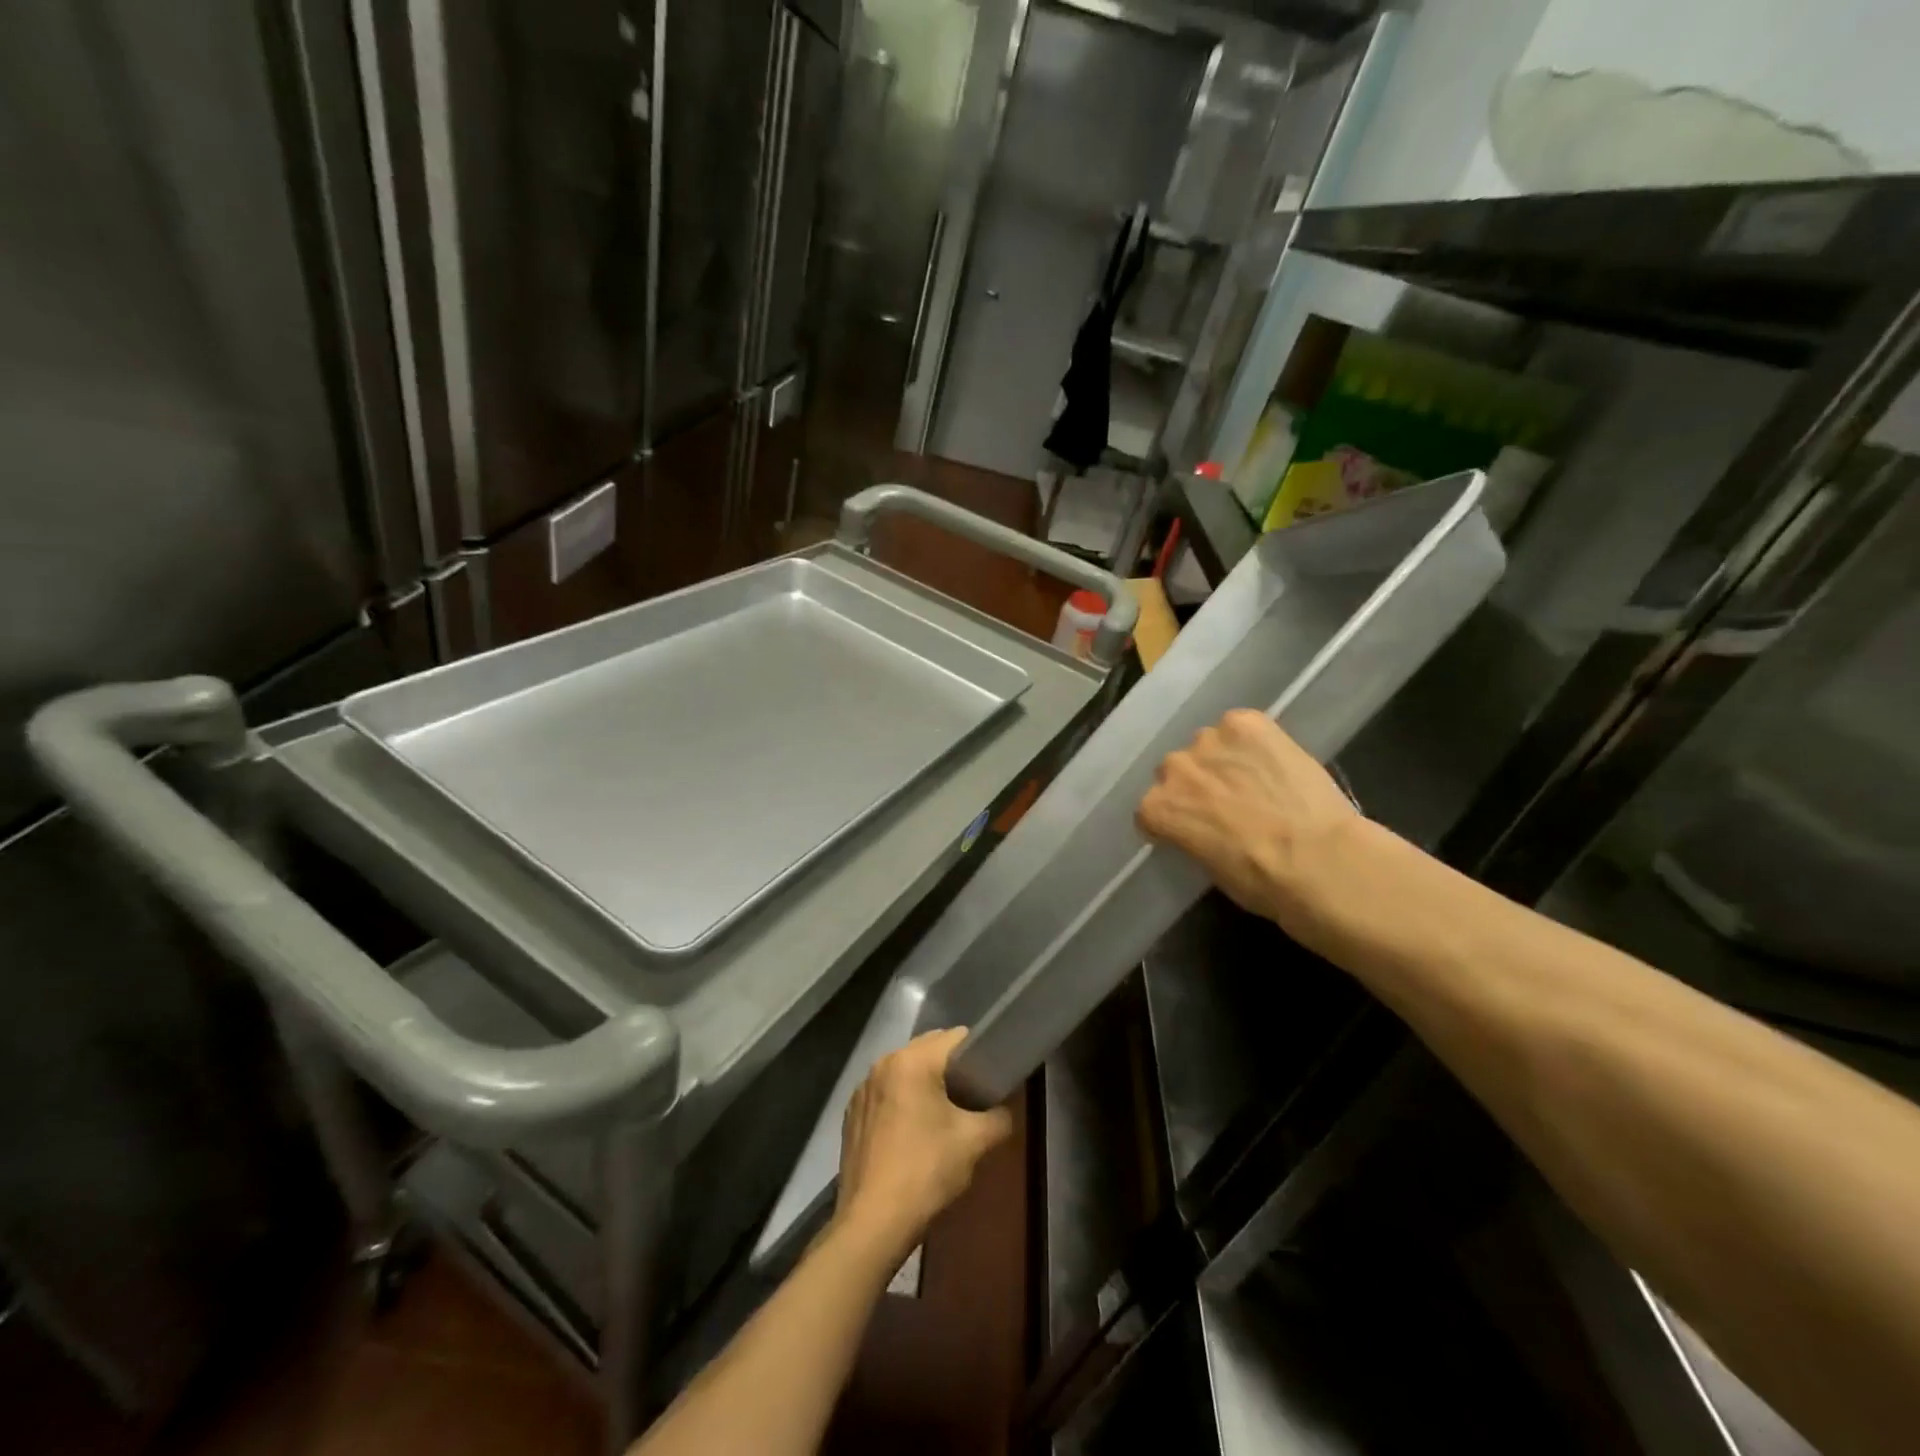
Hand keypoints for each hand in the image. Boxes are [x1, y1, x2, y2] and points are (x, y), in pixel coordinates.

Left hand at [835, 1028, 1013, 1260]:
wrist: (873, 1223)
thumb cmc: (926, 1172)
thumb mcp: (974, 1142)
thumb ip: (999, 1117)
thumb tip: (1006, 1110)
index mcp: (912, 1061)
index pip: (955, 1037)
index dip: (979, 1052)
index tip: (991, 1076)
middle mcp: (882, 1064)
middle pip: (928, 1050)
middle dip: (952, 1068)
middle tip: (972, 1098)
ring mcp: (863, 1089)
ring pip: (905, 1071)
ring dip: (925, 1084)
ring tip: (943, 1117)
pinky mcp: (852, 1114)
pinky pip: (886, 1093)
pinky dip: (902, 1102)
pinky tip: (912, 1134)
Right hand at [1136, 709, 1360, 932]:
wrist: (1319, 860)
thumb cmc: (1262, 882)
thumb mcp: (1208, 867)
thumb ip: (1191, 835)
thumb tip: (1203, 827)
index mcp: (1155, 808)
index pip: (1152, 806)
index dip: (1176, 816)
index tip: (1195, 826)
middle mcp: (1173, 768)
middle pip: (1177, 770)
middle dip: (1196, 784)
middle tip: (1227, 802)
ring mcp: (1209, 740)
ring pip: (1208, 744)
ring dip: (1223, 759)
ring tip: (1255, 779)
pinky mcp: (1246, 723)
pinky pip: (1240, 725)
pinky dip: (1253, 740)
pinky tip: (1273, 760)